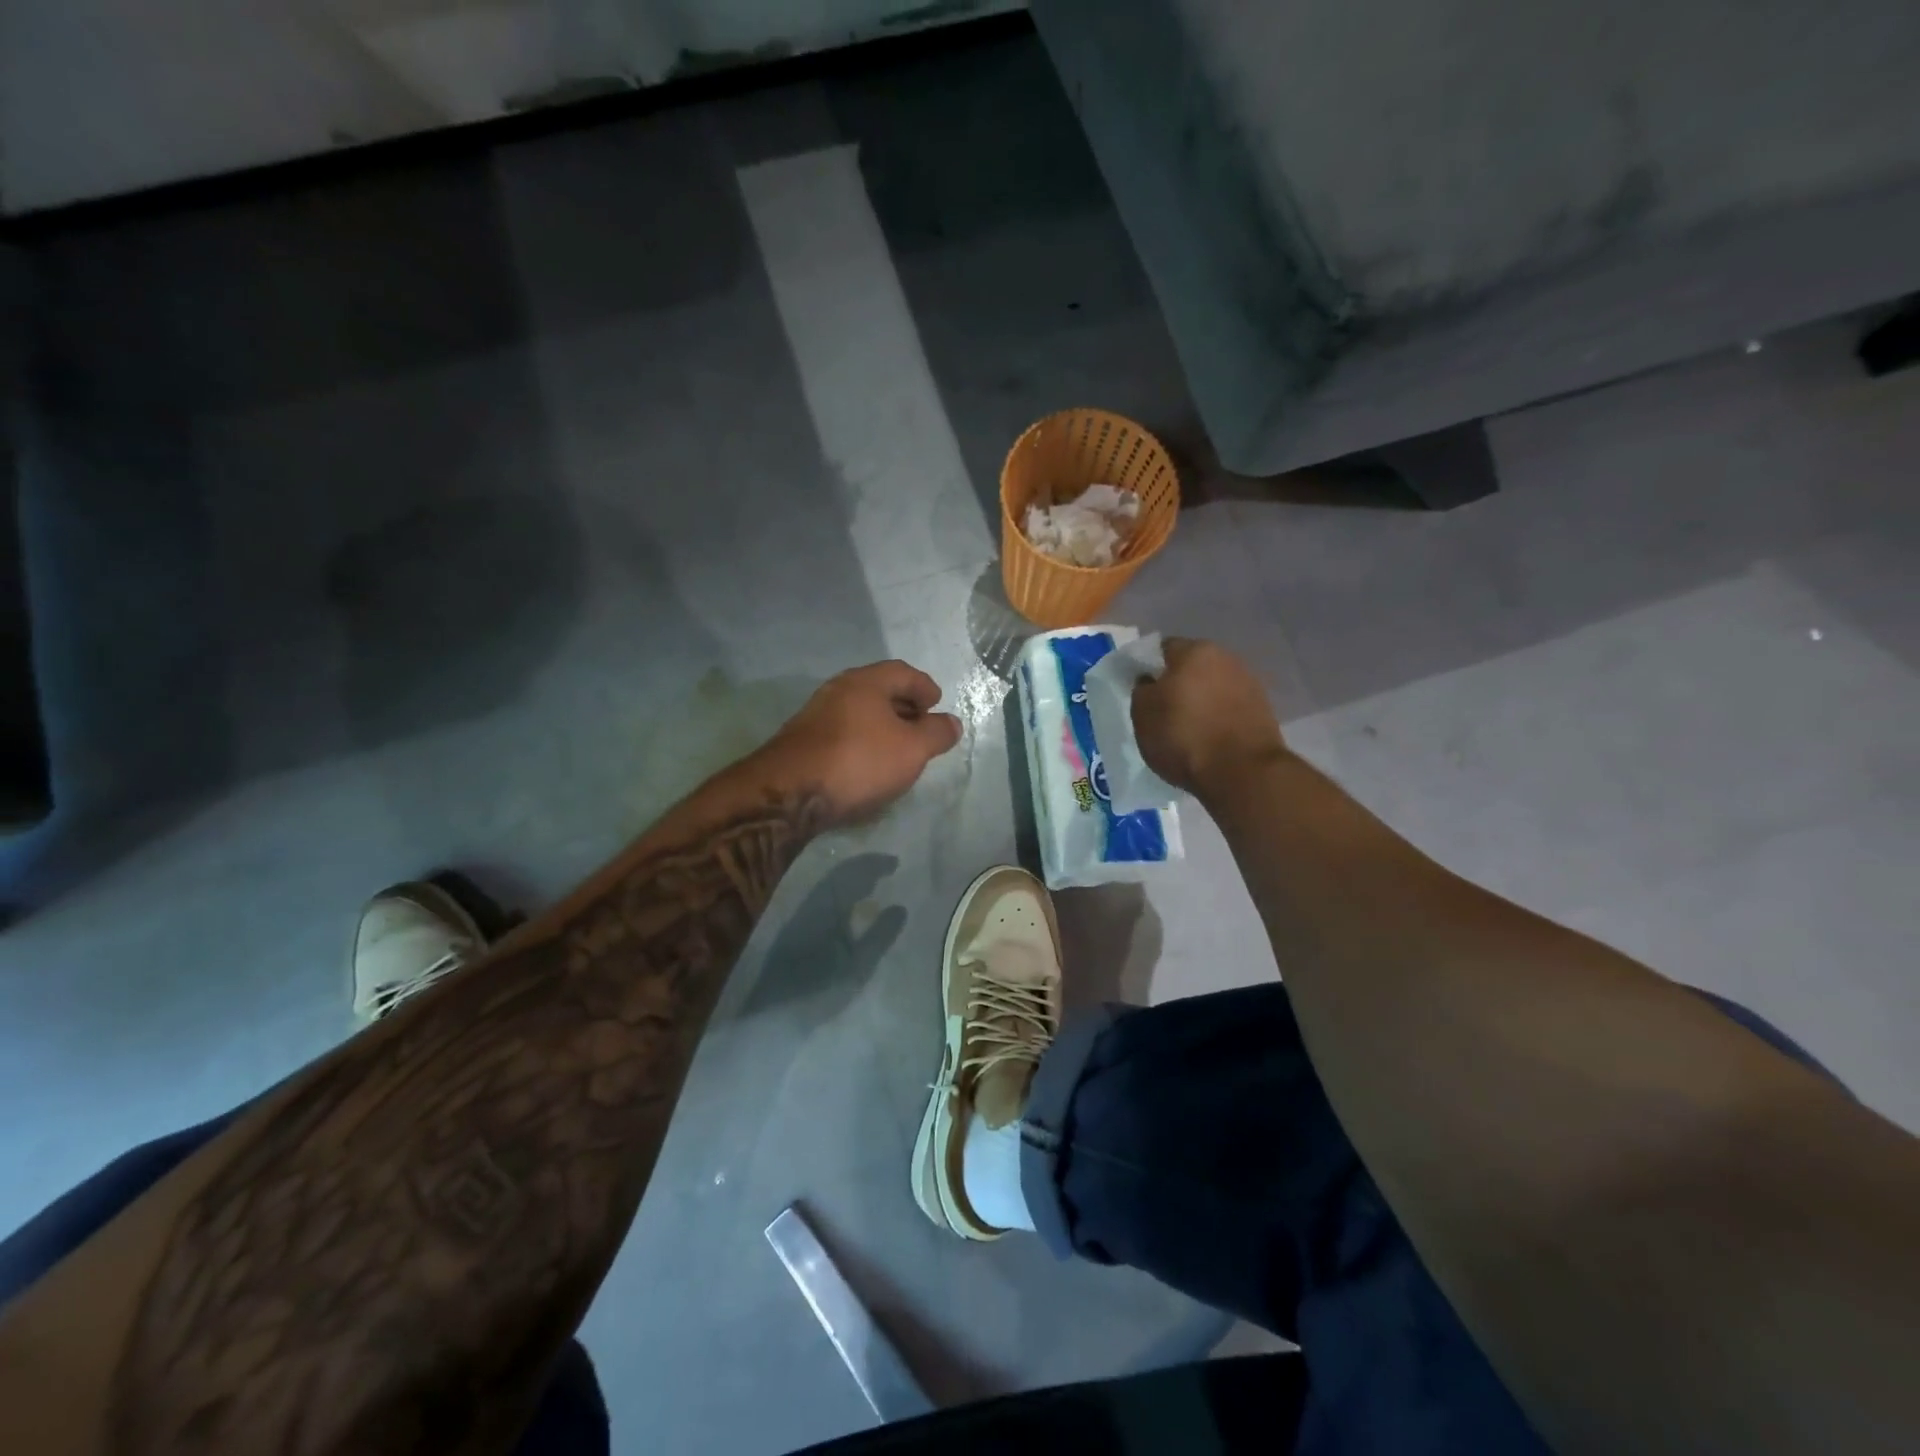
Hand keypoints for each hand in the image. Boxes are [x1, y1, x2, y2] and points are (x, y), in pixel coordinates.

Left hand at [766, 660, 962, 821]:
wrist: (789, 793)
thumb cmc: (860, 761)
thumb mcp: (912, 749)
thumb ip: (936, 733)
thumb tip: (951, 722)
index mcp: (865, 682)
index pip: (902, 672)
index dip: (924, 686)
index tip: (936, 704)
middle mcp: (837, 690)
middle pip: (878, 690)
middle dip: (903, 706)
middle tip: (921, 727)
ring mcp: (814, 715)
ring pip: (858, 712)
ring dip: (881, 726)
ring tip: (897, 749)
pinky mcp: (801, 742)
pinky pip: (842, 732)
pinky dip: (861, 741)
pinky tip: (867, 764)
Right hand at [1132, 638, 1287, 796]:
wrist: (1242, 772)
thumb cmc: (1184, 737)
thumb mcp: (1143, 714)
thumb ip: (1142, 690)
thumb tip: (1150, 682)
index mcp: (1194, 650)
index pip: (1162, 649)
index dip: (1149, 668)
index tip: (1142, 692)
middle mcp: (1226, 658)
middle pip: (1192, 667)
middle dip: (1177, 684)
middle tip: (1162, 711)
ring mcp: (1249, 683)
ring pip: (1213, 687)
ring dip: (1200, 701)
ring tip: (1187, 728)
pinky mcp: (1263, 710)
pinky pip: (1229, 708)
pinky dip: (1218, 718)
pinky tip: (1209, 739)